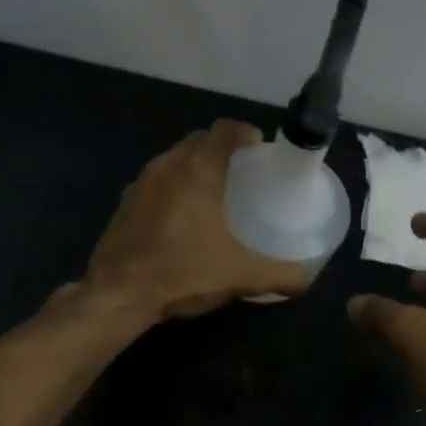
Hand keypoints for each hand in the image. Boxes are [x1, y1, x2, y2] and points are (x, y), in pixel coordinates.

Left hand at [86, 120, 310, 320]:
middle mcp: (167, 165)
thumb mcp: (241, 276)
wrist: (118, 296)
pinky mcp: (125, 202)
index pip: (225, 130)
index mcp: (198, 170)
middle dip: (222, 147)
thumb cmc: (183, 273)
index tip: (260, 148)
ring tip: (215, 191)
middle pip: (200, 140)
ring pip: (175, 158)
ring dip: (196, 165)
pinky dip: (174, 185)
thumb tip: (307, 278)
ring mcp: (141, 182)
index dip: (246, 133)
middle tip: (243, 171)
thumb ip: (280, 274)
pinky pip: (157, 179)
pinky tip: (183, 215)